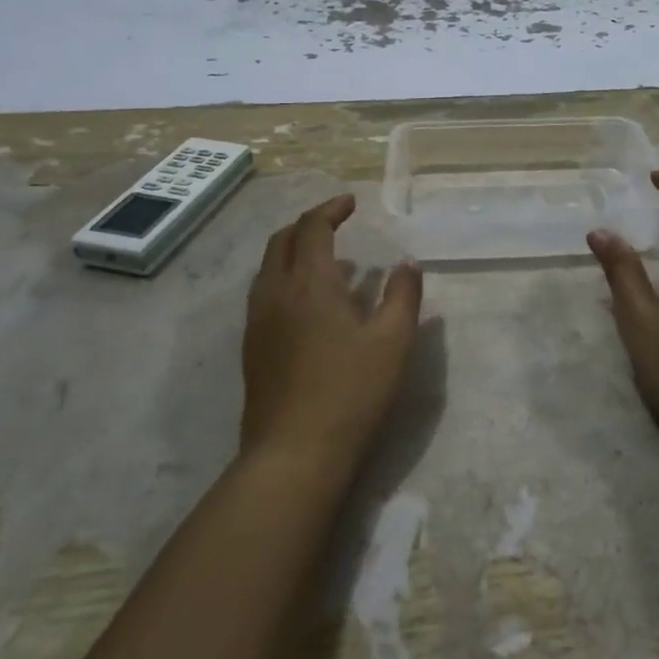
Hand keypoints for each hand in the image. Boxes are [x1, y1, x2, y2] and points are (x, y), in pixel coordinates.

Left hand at [240, 194, 423, 473]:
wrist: (293, 454)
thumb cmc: (351, 392)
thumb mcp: (393, 341)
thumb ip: (403, 295)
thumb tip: (406, 263)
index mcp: (309, 283)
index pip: (312, 227)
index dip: (331, 209)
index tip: (350, 203)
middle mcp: (275, 293)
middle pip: (282, 240)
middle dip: (308, 224)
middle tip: (336, 224)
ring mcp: (258, 321)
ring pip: (269, 268)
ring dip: (295, 252)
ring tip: (330, 263)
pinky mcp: (252, 348)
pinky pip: (265, 294)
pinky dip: (286, 279)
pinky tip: (311, 306)